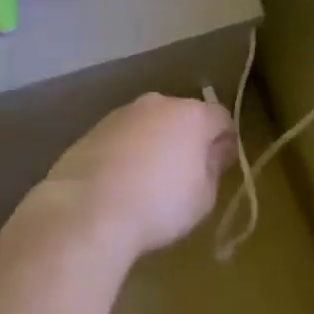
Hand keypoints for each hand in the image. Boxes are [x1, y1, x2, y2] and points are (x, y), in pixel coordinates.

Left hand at [43, 93, 235, 260]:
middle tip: (184, 174)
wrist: (88, 209)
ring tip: (147, 181)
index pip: (221, 117)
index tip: (220, 165)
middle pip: (183, 116)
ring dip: (155, 143)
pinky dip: (127, 151)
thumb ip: (214, 166)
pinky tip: (120, 182)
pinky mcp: (94, 129)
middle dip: (187, 138)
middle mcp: (158, 104)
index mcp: (191, 115)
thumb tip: (215, 150)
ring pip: (150, 124)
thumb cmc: (158, 205)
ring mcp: (123, 114)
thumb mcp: (203, 196)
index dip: (225, 140)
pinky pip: (123, 137)